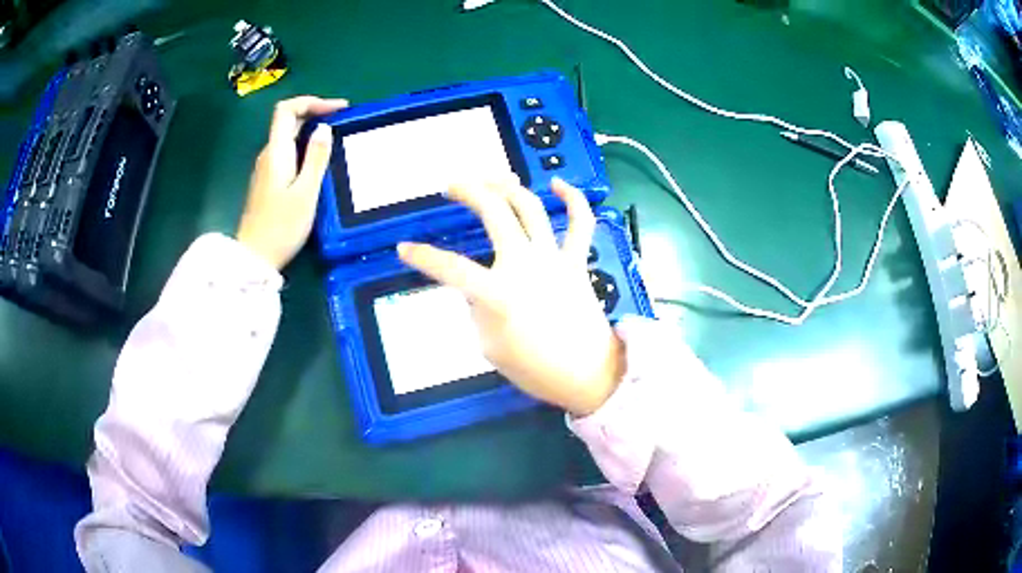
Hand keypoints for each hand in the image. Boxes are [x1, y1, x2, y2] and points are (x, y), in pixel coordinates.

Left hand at [237, 96, 347, 268]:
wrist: (255, 258)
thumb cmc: (281, 227)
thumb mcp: (306, 193)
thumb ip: (316, 158)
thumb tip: (325, 128)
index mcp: (276, 152)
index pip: (286, 110)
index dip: (311, 102)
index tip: (338, 109)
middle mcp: (268, 155)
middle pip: (287, 121)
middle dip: (315, 113)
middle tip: (343, 122)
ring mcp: (266, 169)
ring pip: (287, 138)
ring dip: (310, 131)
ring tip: (336, 140)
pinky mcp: (268, 182)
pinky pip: (287, 153)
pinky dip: (304, 148)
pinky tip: (319, 162)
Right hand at [398, 179, 625, 416]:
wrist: (589, 376)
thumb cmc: (536, 369)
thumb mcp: (490, 347)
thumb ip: (478, 310)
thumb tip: (477, 289)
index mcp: (500, 293)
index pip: (451, 268)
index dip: (423, 256)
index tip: (404, 248)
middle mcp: (526, 265)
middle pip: (494, 213)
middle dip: (468, 191)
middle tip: (451, 185)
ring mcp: (555, 259)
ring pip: (530, 207)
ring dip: (507, 186)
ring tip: (490, 178)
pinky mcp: (577, 261)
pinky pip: (581, 223)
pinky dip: (573, 199)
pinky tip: (558, 184)